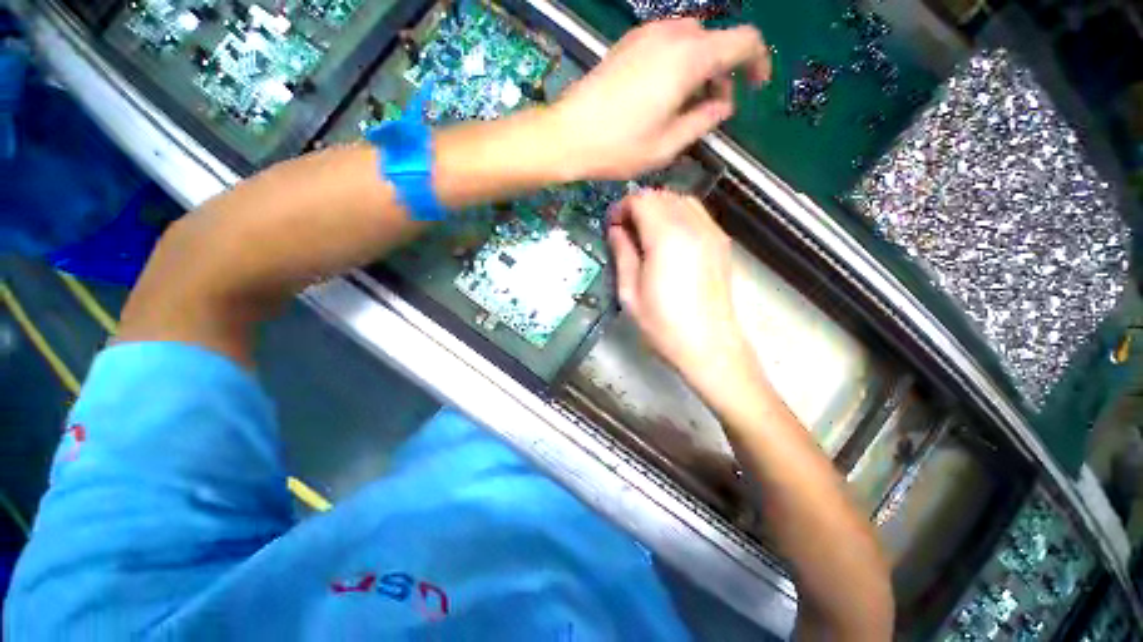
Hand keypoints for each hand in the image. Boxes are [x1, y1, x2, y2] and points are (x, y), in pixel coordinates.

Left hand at [551, 19, 770, 180]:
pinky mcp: (627, 43)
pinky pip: (666, 43)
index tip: (755, 87)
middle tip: (711, 109)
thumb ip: (703, 121)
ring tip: (685, 106)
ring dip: (699, 68)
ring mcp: (645, 35)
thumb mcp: (667, 146)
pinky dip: (676, 63)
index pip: (744, 41)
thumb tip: (724, 104)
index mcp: (688, 59)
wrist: (567, 135)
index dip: (758, 61)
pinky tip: (661, 94)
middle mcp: (671, 35)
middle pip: (716, 40)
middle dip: (723, 72)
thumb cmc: (618, 147)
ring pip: (691, 41)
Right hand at [608, 190, 753, 390]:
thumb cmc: (663, 324)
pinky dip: (678, 215)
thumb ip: (622, 254)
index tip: (611, 225)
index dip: (622, 207)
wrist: (708, 345)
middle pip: (662, 195)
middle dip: (639, 205)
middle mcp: (693, 226)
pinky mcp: (721, 243)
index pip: (642, 200)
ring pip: (682, 200)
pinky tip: (668, 238)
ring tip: (645, 233)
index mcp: (667, 237)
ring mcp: (712, 232)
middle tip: (624, 229)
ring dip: (659, 208)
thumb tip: (615, 230)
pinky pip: (697, 214)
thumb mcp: (630, 292)